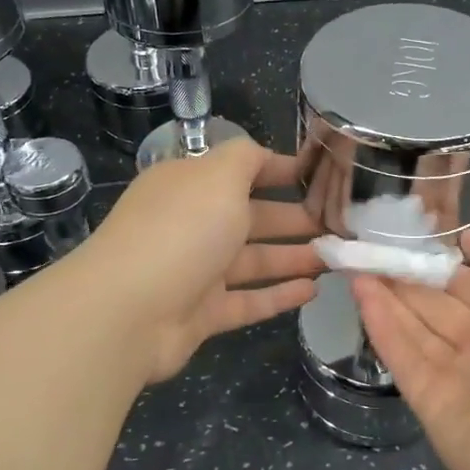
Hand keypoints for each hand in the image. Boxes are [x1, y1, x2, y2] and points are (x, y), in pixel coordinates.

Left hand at [81, 138, 323, 382]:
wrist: (127, 311)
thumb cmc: (181, 231)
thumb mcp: (218, 175)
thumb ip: (247, 158)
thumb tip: (265, 155)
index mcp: (190, 186)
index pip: (242, 171)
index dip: (281, 170)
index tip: (322, 176)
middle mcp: (192, 225)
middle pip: (253, 218)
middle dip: (296, 219)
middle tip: (342, 225)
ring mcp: (196, 272)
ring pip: (254, 261)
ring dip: (294, 257)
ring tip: (337, 258)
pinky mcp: (202, 314)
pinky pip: (248, 301)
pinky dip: (279, 296)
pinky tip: (313, 291)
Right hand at [351, 226, 469, 469]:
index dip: (445, 258)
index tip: (409, 234)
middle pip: (442, 303)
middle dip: (408, 275)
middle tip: (369, 245)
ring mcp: (461, 377)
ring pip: (417, 326)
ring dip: (388, 293)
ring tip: (354, 260)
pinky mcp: (430, 403)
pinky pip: (403, 356)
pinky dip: (381, 323)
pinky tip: (359, 290)